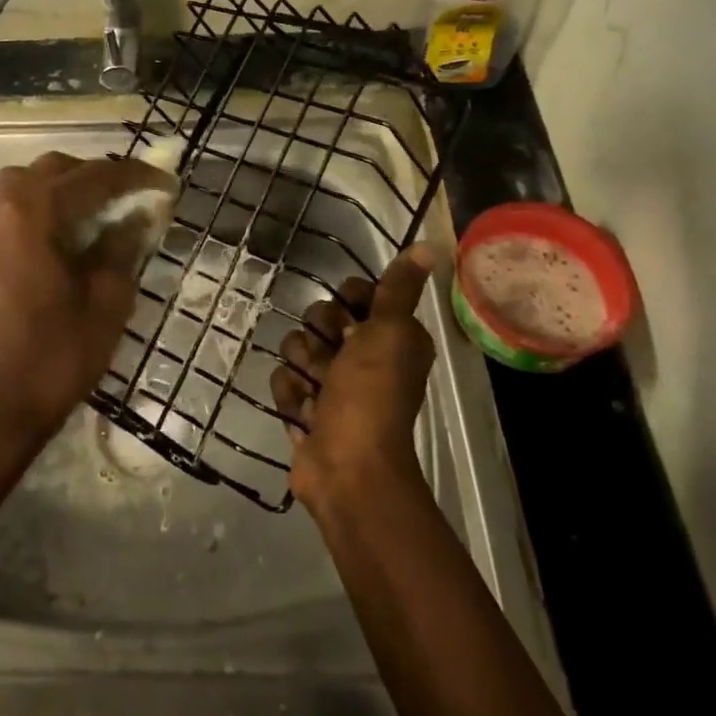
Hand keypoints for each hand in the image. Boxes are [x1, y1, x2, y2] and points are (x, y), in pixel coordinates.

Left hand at [0, 152, 168, 453]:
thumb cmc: (55, 355)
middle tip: (132, 195)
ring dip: (64, 187)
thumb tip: (138, 216)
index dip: (133, 177)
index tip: (165, 183)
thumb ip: (122, 247)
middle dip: (96, 175)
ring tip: (100, 210)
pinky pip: (7, 207)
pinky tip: (62, 231)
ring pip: (25, 183)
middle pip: (52, 170)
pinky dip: (38, 206)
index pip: (91, 178)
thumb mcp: (106, 300)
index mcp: (30, 213)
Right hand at [273, 245, 436, 509]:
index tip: (351, 315)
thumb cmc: (371, 395)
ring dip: (303, 368)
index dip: (347, 300)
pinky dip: (292, 397)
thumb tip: (431, 246)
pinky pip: (284, 381)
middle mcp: (362, 357)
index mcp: (389, 337)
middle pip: (320, 318)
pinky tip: (306, 414)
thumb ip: (400, 288)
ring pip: (297, 348)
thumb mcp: (389, 332)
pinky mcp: (306, 408)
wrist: (348, 469)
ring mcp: (331, 385)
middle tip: (333, 358)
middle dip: (319, 336)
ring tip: (317, 392)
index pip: (355, 294)